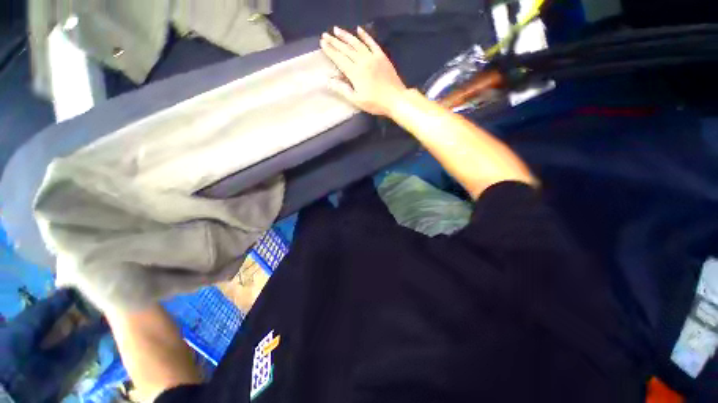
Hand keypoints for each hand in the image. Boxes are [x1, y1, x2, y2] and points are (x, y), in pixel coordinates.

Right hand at [320, 26, 407, 116]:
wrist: (395, 99)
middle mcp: (362, 61)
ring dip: (346, 36)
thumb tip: (329, 80)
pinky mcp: (382, 56)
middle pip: (346, 49)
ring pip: (357, 43)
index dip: (331, 51)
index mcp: (355, 73)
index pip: (340, 59)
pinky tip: (359, 29)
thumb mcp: (357, 100)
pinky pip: (372, 43)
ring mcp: (373, 57)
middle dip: (335, 42)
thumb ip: (343, 90)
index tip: (322, 43)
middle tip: (325, 35)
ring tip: (337, 30)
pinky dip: (365, 36)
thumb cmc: (375, 103)